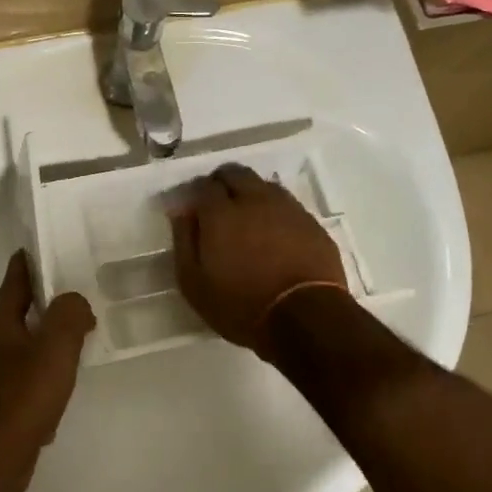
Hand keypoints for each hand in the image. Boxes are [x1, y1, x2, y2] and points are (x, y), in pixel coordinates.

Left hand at [0, 251, 96, 491]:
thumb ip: (68, 317)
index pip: (13, 284)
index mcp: (0, 327)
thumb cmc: (22, 397)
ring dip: (44, 341)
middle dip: (40, 303)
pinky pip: (25, 383)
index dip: (25, 263)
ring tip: (74, 339)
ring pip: (22, 350)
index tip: (37, 245)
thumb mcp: (53, 349)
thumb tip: (76, 302)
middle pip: (16, 316)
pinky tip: (61, 389)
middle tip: (71, 294)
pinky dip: (43, 377)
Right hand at [170, 164, 348, 353]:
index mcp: (221, 212)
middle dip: (222, 183)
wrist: (306, 318)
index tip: (192, 209)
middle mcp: (254, 200)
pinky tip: (273, 234)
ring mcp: (287, 208)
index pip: (203, 185)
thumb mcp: (194, 283)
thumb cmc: (241, 305)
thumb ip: (184, 241)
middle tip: (217, 207)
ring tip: (246, 219)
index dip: (195, 193)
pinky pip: (287, 204)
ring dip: (250, 193)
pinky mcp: (311, 223)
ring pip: (263, 185)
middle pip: (235, 173)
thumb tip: (181, 212)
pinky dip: (274, 211)